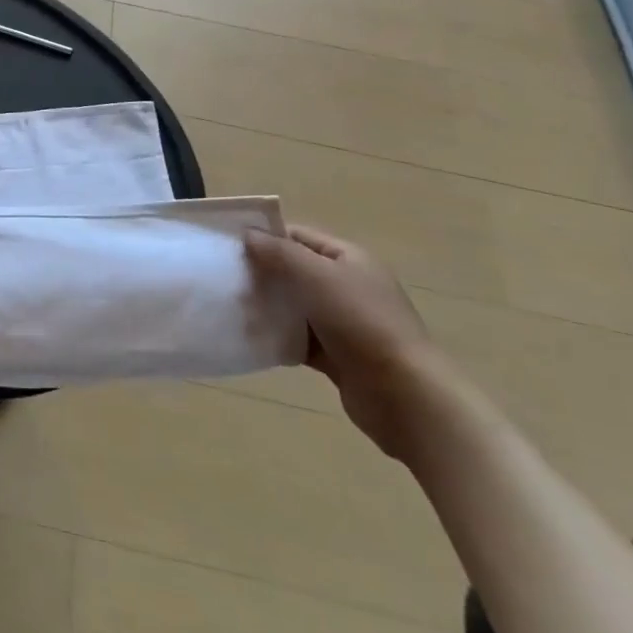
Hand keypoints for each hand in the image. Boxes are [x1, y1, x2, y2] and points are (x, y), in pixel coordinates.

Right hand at [245, 224, 448, 458]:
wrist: (406, 397)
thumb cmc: (362, 323)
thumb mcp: (318, 277)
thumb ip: (280, 253)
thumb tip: (248, 235)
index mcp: (349, 259)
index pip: (299, 236)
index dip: (266, 237)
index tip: (229, 244)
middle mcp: (347, 286)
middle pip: (295, 270)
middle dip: (262, 273)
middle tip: (226, 278)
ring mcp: (344, 323)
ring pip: (295, 306)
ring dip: (267, 307)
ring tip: (232, 308)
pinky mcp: (337, 356)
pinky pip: (299, 339)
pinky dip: (278, 337)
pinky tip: (252, 338)